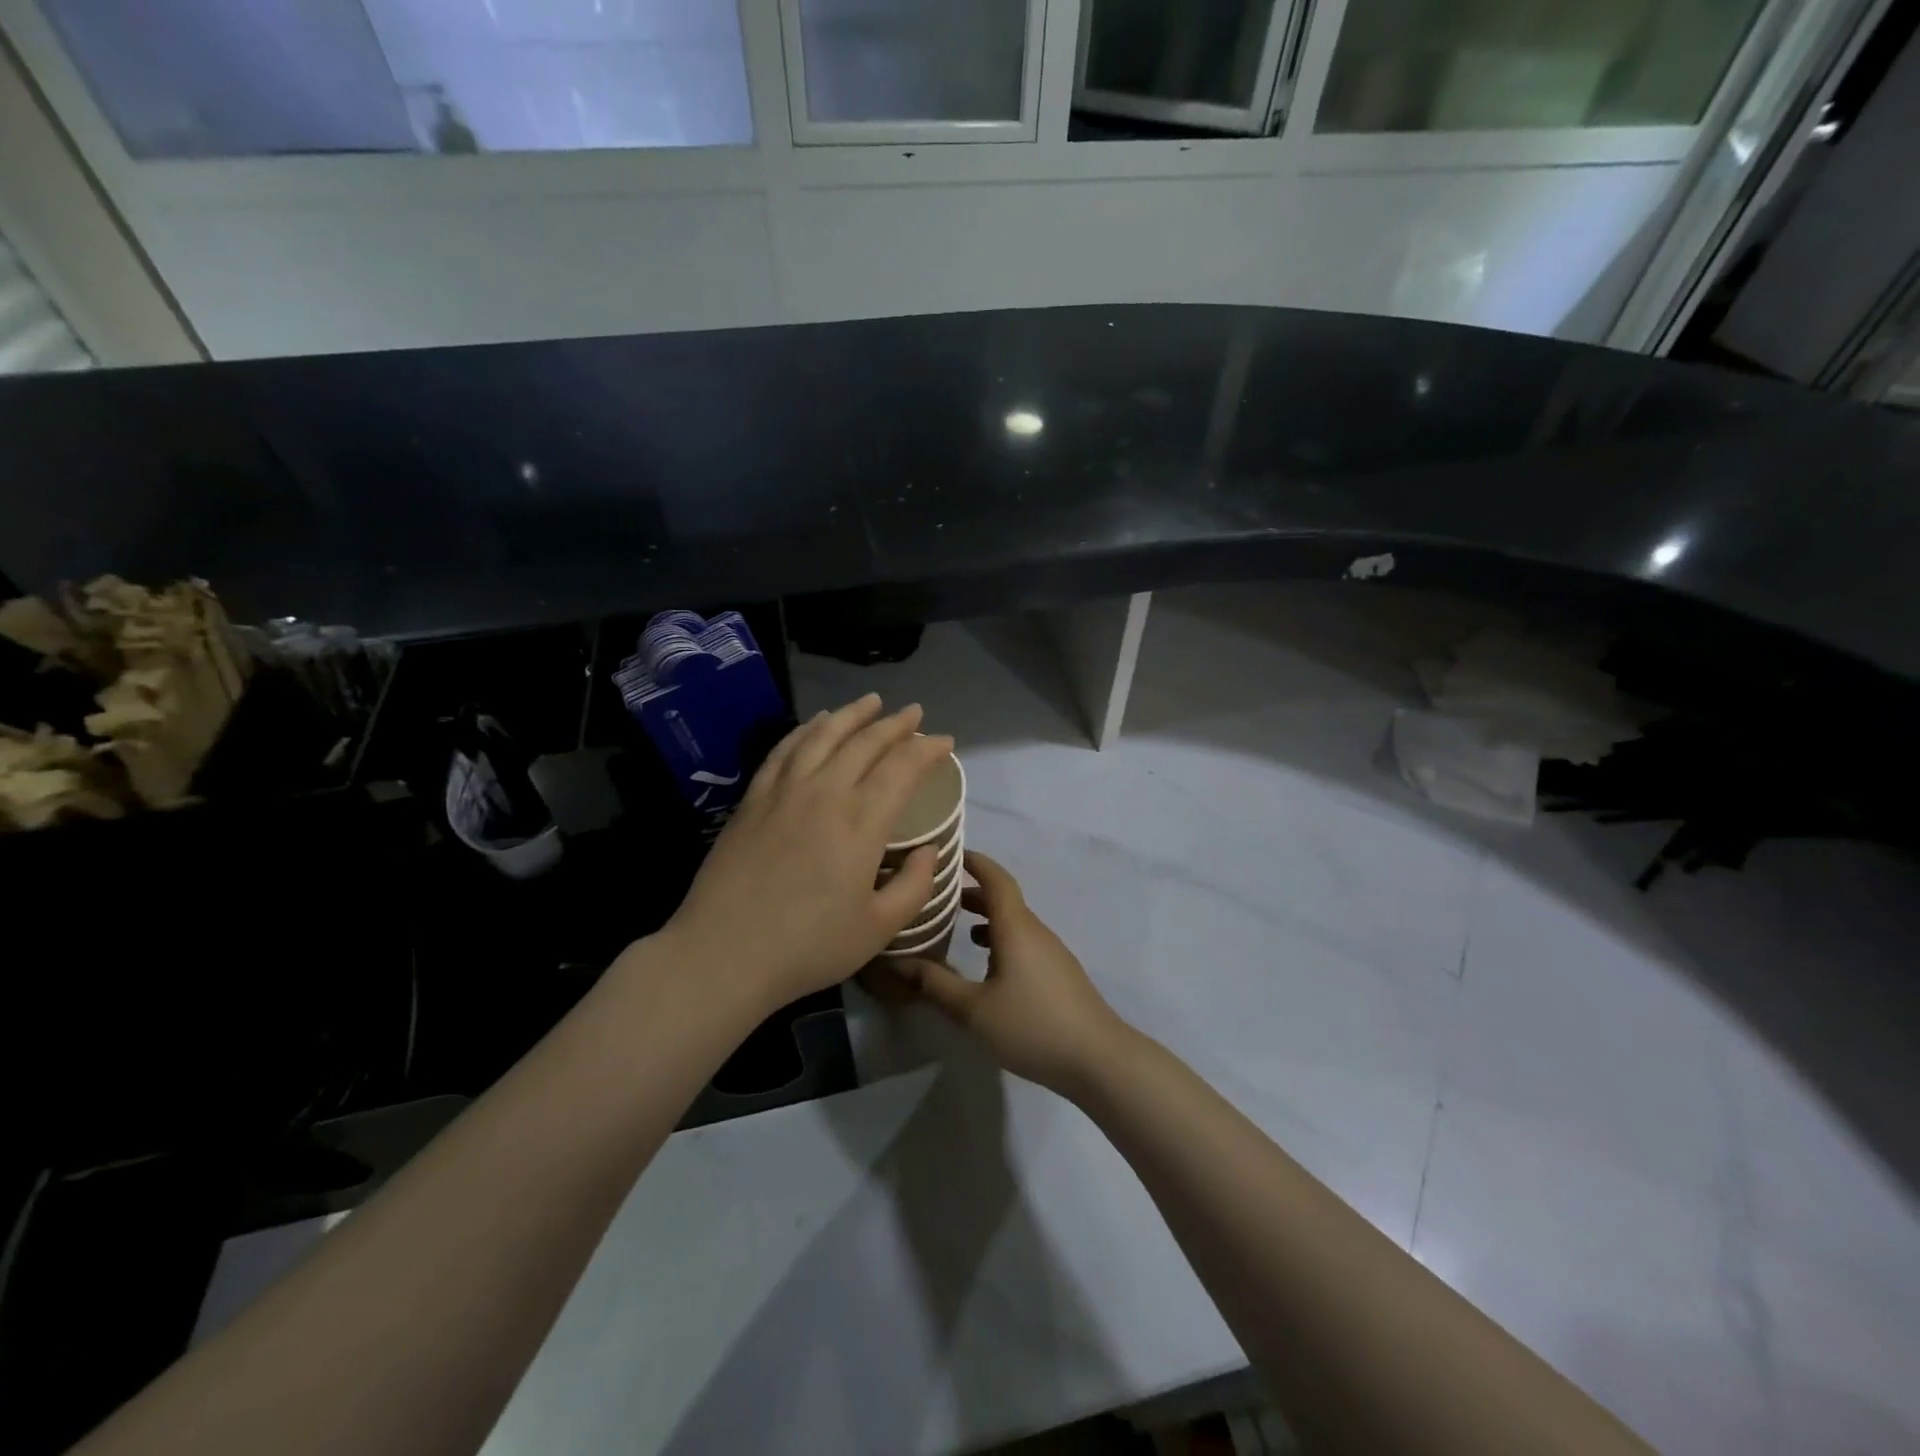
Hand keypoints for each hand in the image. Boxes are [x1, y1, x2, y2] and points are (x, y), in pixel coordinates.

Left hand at [660, 694, 952, 1010]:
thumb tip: (930, 851)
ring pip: (823, 736)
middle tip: (914, 713)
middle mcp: (825, 793)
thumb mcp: (877, 929)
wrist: (723, 954)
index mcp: (861, 822)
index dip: (927, 750)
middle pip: (865, 743)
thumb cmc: (807, 947)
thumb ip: (913, 886)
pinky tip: (816, 724)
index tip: (945, 742)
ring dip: (851, 714)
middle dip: (895, 724)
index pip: (902, 768)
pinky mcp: (753, 799)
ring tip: (871, 702)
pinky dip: (806, 730)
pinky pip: (784, 750)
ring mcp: (784, 791)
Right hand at [881, 851, 1129, 1097]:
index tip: (949, 854)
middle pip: (1003, 899)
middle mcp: (1035, 931)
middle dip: (973, 892)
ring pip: (1014, 923)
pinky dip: (1000, 939)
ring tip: (957, 926)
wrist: (1097, 1058)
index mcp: (1016, 927)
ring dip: (987, 918)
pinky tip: (987, 965)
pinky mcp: (1058, 973)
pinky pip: (1024, 942)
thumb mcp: (974, 1009)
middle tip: (940, 894)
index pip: (995, 879)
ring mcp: (1051, 952)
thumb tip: (898, 963)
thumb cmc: (1031, 1025)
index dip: (974, 862)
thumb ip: (935, 984)